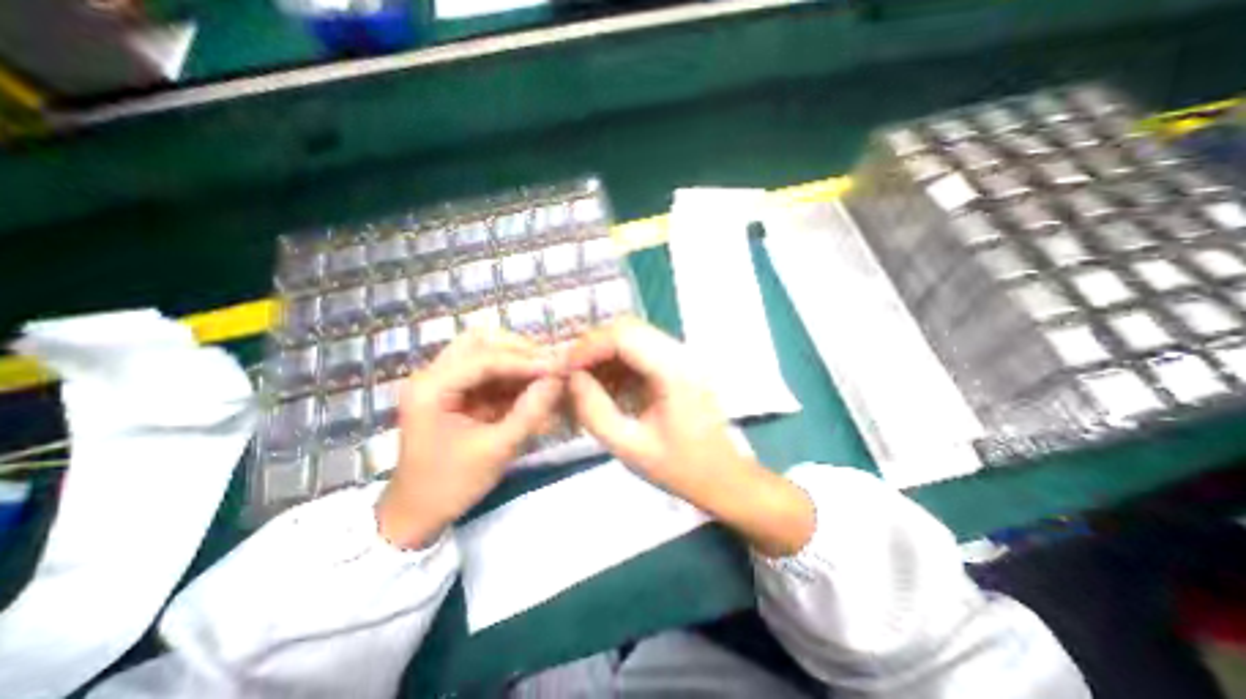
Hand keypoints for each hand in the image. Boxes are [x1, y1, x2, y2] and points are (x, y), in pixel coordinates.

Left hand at [374, 331, 558, 549]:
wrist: (417, 515)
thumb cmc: (450, 485)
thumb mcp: (496, 449)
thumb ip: (530, 412)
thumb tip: (559, 380)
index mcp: (431, 388)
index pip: (485, 358)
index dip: (525, 361)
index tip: (558, 368)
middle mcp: (433, 375)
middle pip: (480, 342)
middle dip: (519, 350)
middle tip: (548, 365)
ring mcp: (443, 382)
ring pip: (485, 352)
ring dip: (517, 360)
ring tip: (545, 374)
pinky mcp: (455, 392)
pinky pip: (489, 373)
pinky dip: (513, 377)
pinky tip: (533, 388)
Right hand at [565, 318, 819, 557]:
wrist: (725, 477)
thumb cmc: (682, 468)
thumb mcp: (630, 448)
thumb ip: (595, 411)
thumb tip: (572, 378)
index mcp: (675, 371)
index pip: (623, 336)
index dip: (587, 347)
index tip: (564, 369)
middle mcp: (681, 353)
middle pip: (628, 328)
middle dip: (593, 347)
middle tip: (570, 373)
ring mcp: (683, 356)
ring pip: (633, 336)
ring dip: (604, 353)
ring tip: (584, 381)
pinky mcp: (679, 364)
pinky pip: (641, 351)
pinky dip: (618, 362)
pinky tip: (607, 386)